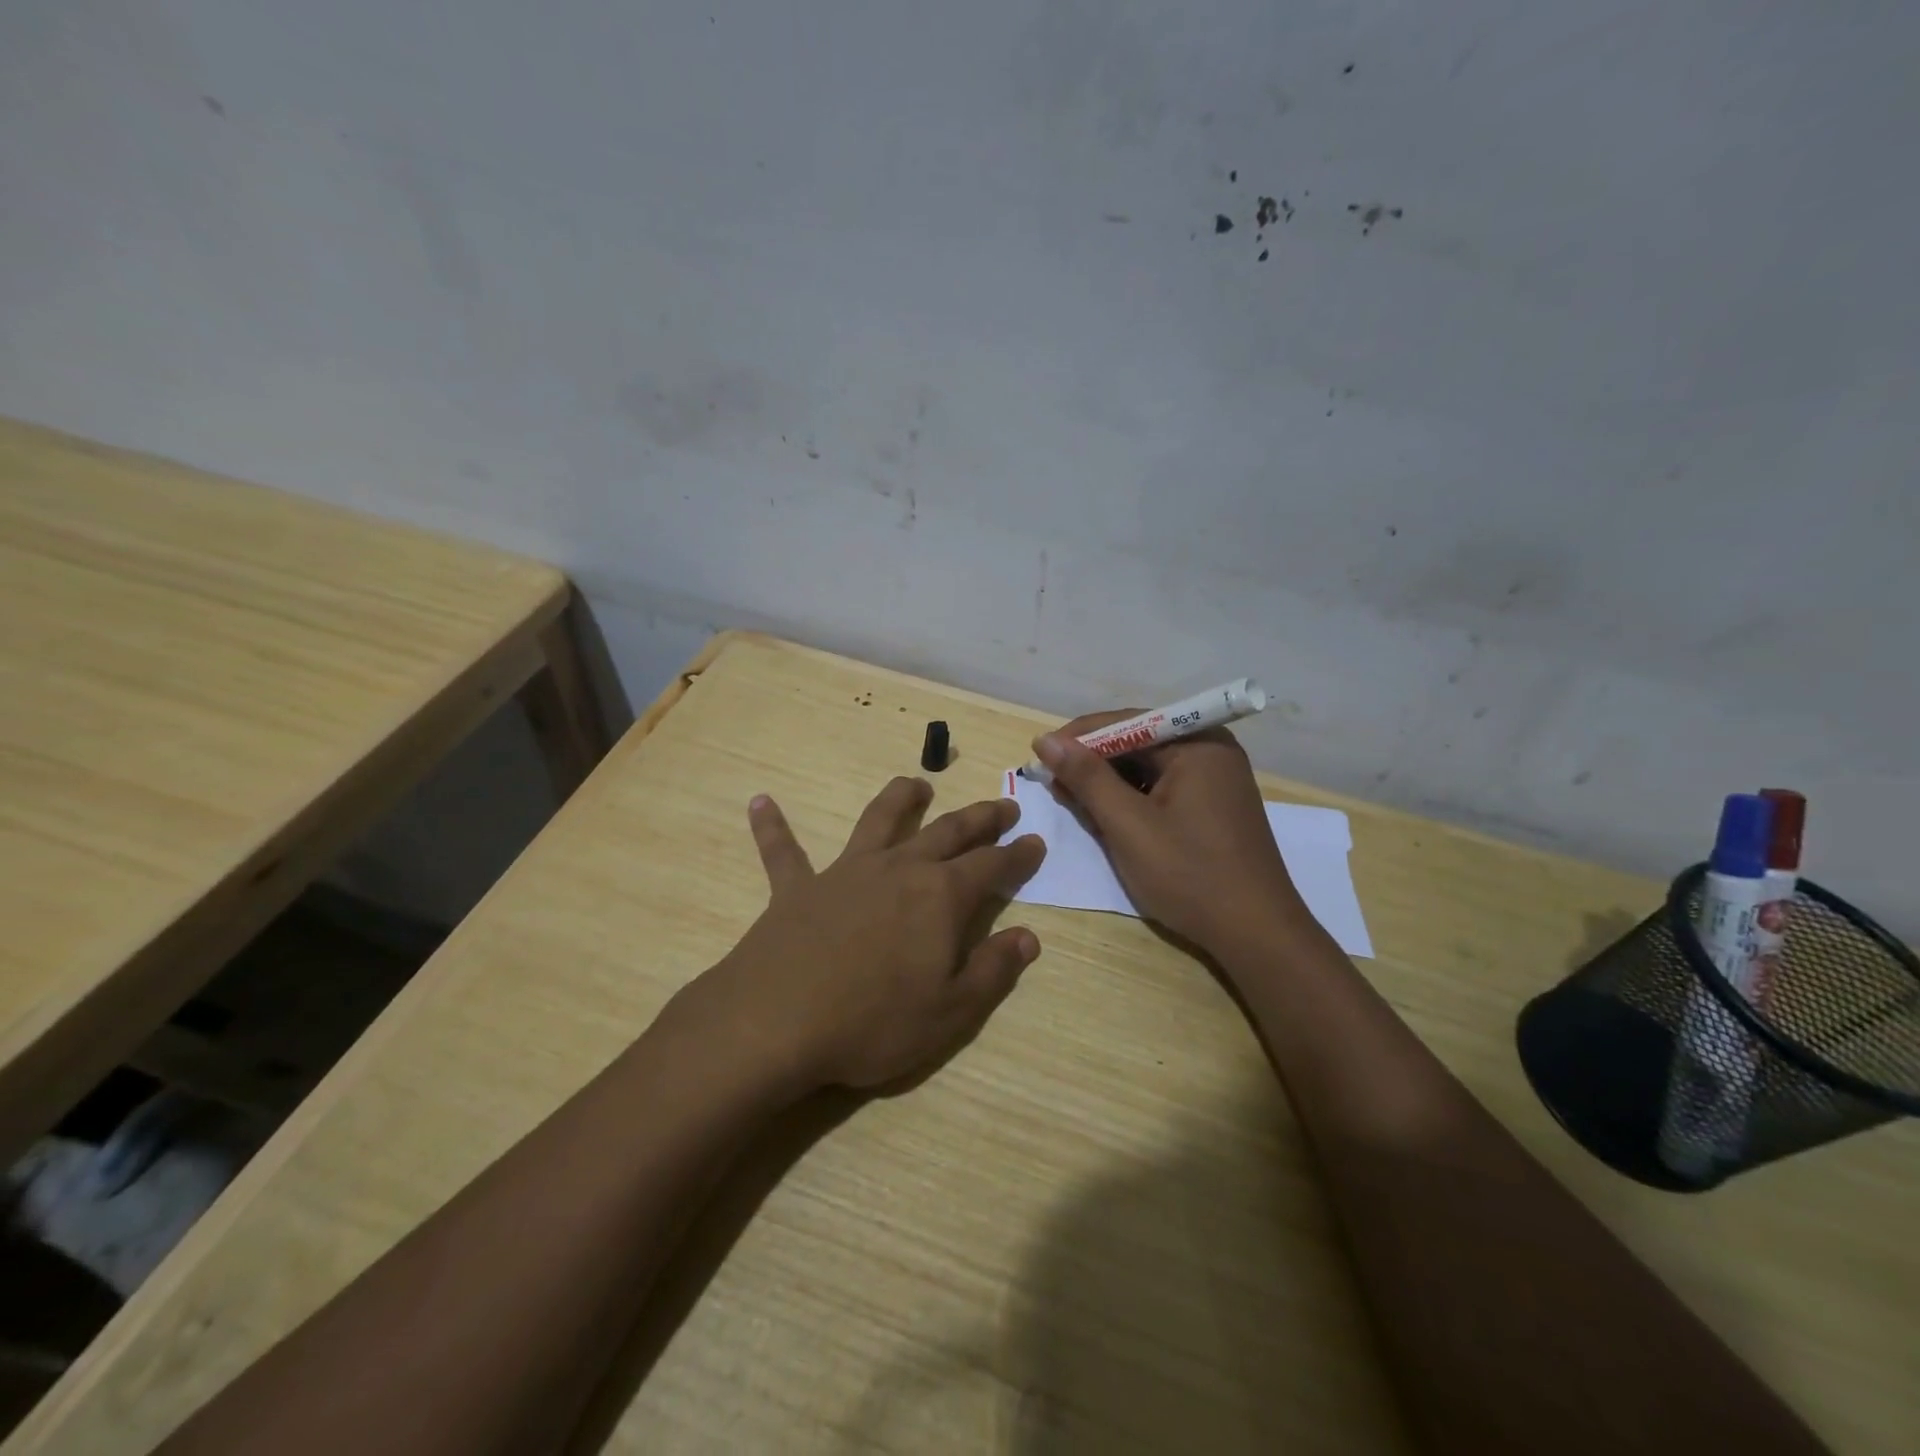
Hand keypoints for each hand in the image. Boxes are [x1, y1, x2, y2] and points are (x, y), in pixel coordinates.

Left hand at [701, 776, 1046, 1091]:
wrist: (777, 1023)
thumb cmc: (874, 1022)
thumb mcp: (950, 1011)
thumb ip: (993, 970)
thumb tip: (1028, 937)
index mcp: (940, 896)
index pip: (992, 866)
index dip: (1018, 855)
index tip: (1035, 841)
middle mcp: (898, 869)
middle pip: (948, 831)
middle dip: (980, 818)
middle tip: (1003, 806)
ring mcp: (845, 872)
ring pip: (879, 820)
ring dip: (900, 798)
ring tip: (918, 785)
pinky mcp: (797, 888)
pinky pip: (783, 852)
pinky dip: (773, 827)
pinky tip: (760, 802)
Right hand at [1033, 714, 1305, 954]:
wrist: (1256, 935)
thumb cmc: (1190, 875)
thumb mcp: (1128, 825)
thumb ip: (1086, 778)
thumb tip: (1045, 741)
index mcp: (1198, 744)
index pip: (1126, 722)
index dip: (1078, 737)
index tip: (1039, 755)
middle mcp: (1211, 751)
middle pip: (1138, 742)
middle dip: (1092, 761)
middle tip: (1052, 782)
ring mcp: (1216, 780)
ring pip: (1148, 767)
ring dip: (1109, 782)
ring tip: (1073, 800)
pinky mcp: (1213, 806)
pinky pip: (1163, 788)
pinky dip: (1132, 799)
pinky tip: (1107, 816)